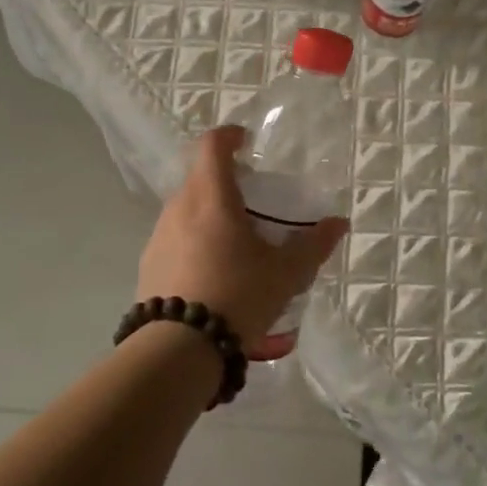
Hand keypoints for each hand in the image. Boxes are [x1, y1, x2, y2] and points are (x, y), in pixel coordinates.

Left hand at [137, 125, 349, 345]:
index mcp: (211, 197)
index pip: (212, 145)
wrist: (178, 349)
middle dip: (225, 180)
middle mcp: (178, 207)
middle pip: (199, 177)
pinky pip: (174, 238)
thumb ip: (314, 245)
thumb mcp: (286, 273)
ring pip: (185, 209)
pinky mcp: (148, 265)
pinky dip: (193, 241)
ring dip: (208, 213)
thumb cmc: (237, 296)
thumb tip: (338, 223)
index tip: (246, 141)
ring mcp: (158, 236)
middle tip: (252, 201)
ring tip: (234, 242)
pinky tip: (212, 273)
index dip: (229, 136)